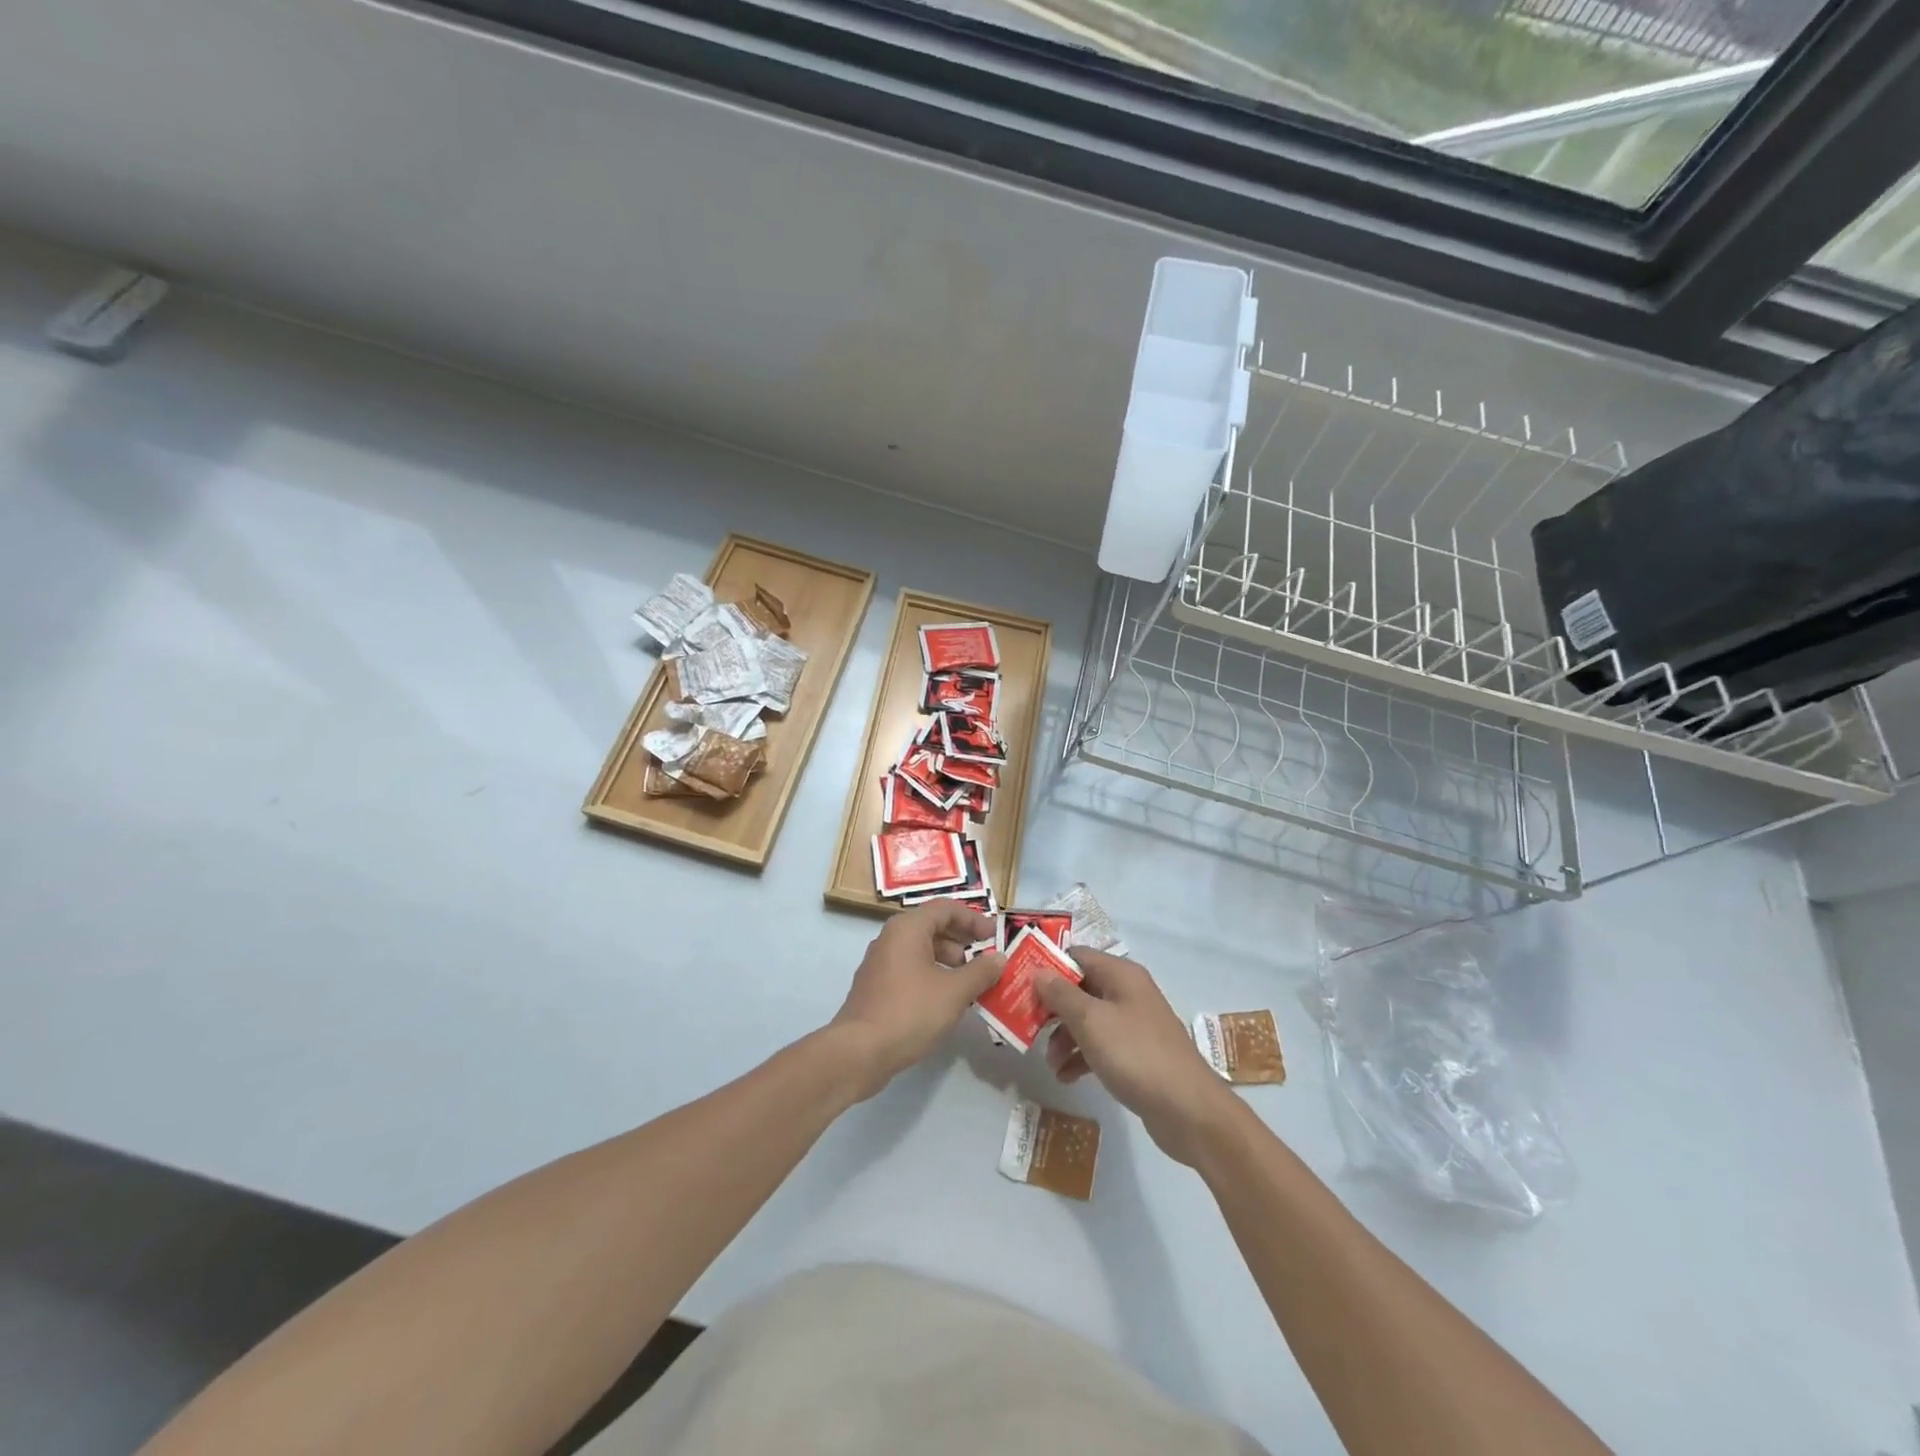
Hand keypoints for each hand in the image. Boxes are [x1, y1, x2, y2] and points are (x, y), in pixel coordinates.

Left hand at [830, 902, 1004, 1100]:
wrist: (859, 1052)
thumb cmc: (910, 1012)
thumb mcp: (954, 992)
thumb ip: (980, 972)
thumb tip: (999, 958)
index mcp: (907, 929)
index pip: (945, 908)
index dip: (972, 919)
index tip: (994, 935)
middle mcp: (890, 938)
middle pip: (932, 927)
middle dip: (962, 941)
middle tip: (985, 959)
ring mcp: (880, 963)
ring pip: (921, 951)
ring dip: (949, 961)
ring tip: (971, 984)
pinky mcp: (876, 987)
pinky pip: (910, 970)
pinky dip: (932, 976)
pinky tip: (947, 1001)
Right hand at [1035, 948, 1239, 1165]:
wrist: (1188, 1110)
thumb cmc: (1135, 1054)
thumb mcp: (1091, 1021)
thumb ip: (1061, 995)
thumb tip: (1038, 971)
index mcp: (1121, 975)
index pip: (1076, 956)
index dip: (1047, 967)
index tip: (1019, 985)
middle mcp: (1128, 992)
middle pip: (1080, 988)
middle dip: (1052, 1007)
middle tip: (1026, 1025)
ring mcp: (1133, 1024)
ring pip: (1087, 1019)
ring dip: (1064, 1036)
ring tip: (1048, 1061)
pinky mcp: (1135, 1054)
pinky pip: (1099, 1045)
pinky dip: (1080, 1057)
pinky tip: (1065, 1077)